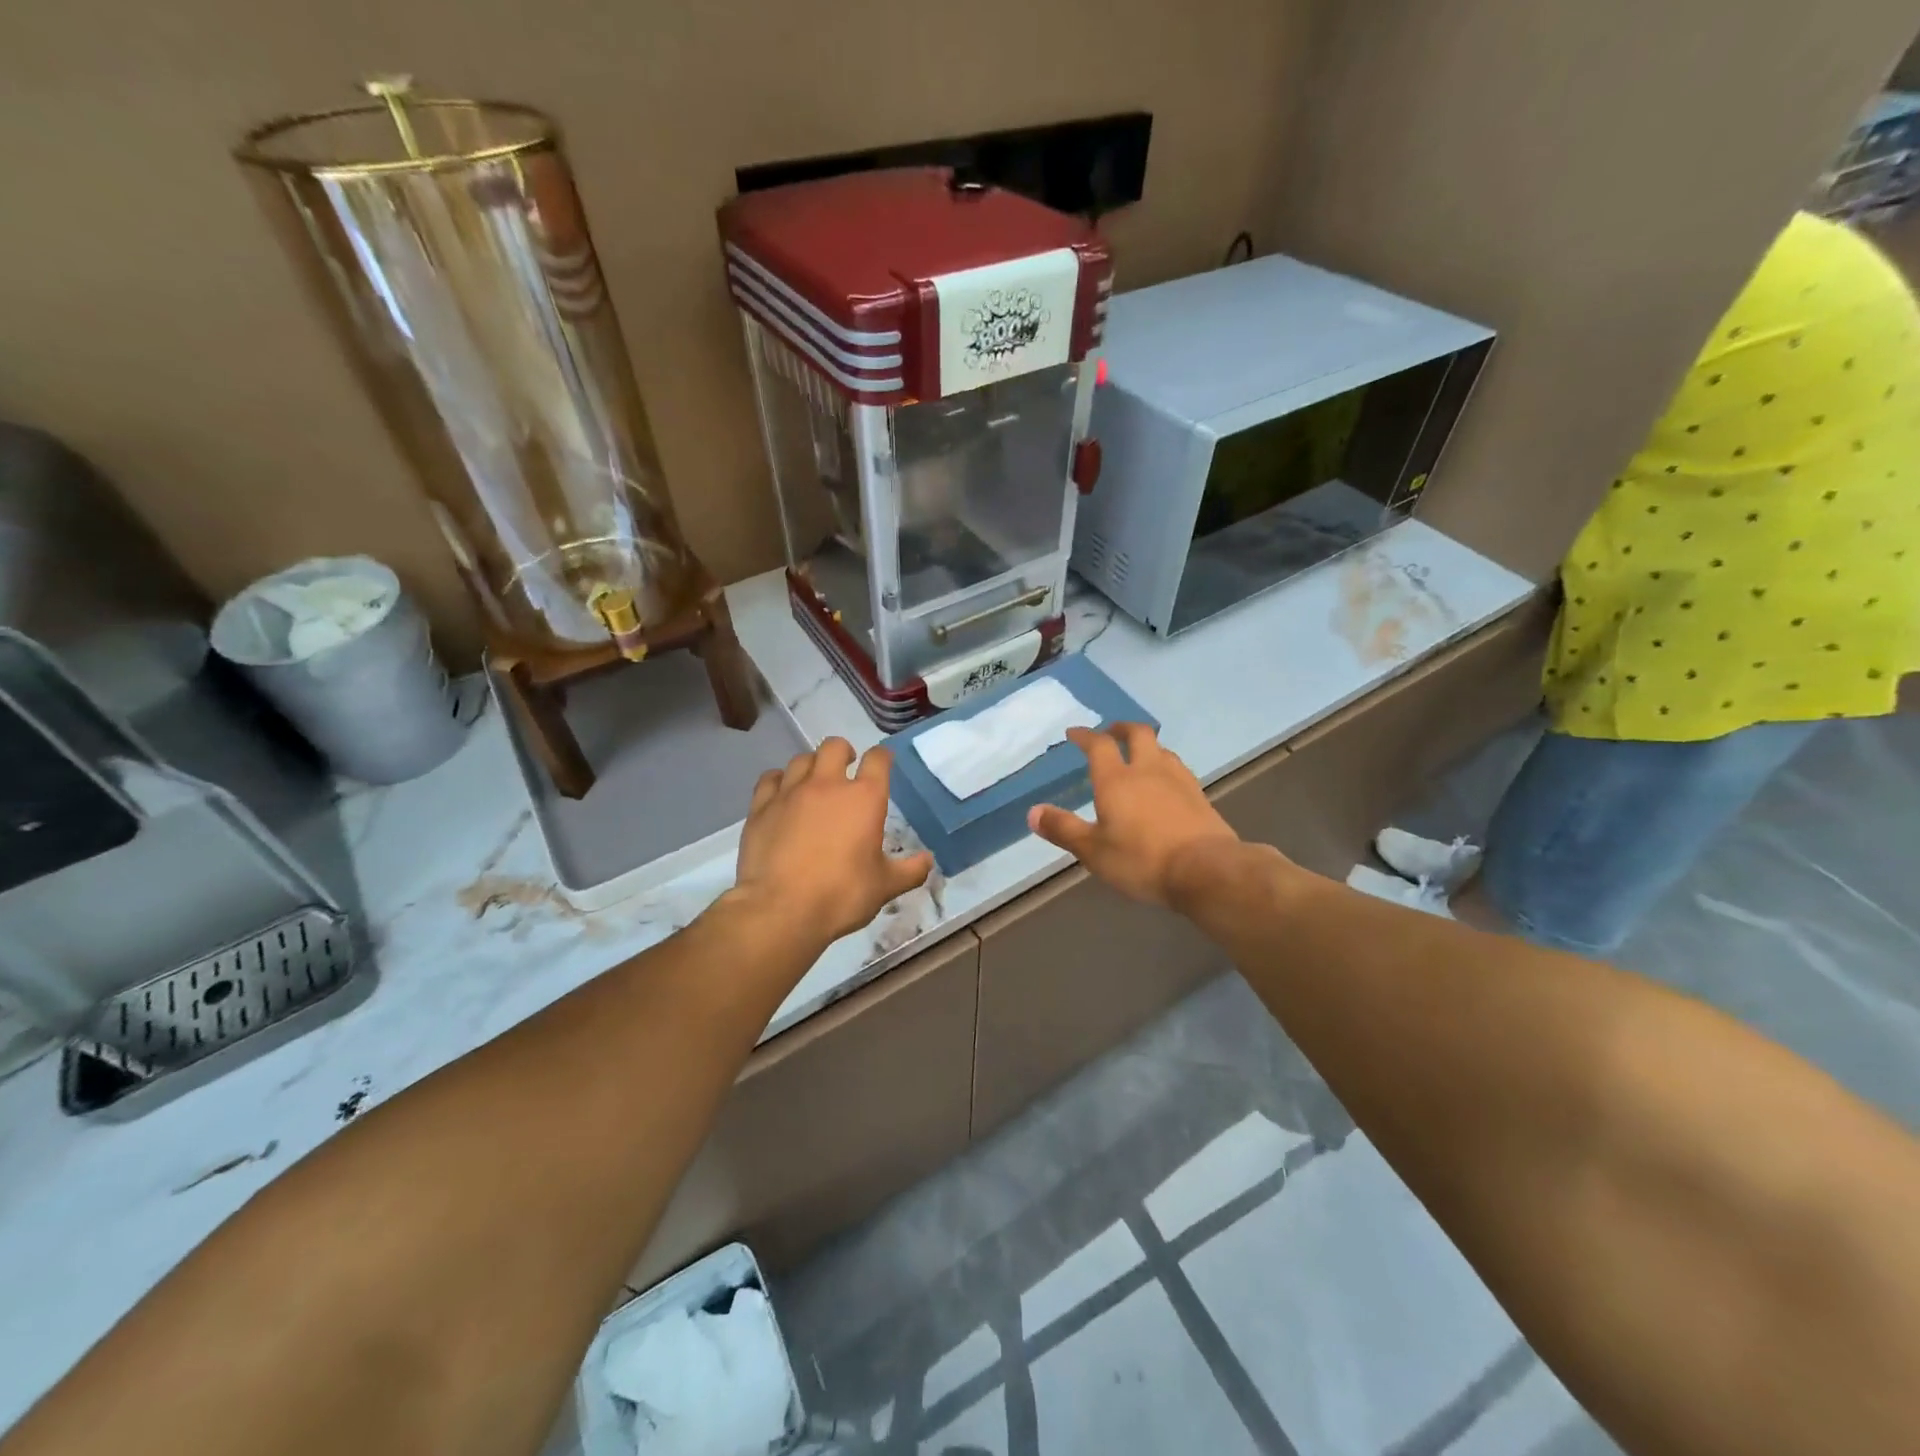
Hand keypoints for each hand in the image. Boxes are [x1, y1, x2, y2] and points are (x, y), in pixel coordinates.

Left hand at [732, 738, 933, 943]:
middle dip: (844, 752)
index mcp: (865, 798)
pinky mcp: (761, 807)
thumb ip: (910, 870)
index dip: (882, 757)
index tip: (883, 763)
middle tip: (846, 769)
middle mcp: (828, 785)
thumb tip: (928, 860)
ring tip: (814, 783)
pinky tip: (782, 795)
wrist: (782, 909)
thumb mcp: (885, 887)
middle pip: (834, 746)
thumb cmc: (842, 895)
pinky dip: (779, 781)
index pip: (878, 759)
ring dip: (811, 766)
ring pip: (801, 760)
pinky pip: (770, 779)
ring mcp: (790, 793)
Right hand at [1027, 724, 1240, 906]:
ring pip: (1162, 750)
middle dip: (1121, 729)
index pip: (1098, 745)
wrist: (1206, 870)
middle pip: (1137, 734)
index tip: (1074, 733)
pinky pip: (1178, 770)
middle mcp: (1148, 770)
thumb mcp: (1093, 851)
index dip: (1085, 735)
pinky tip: (1165, 784)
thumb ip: (1063, 829)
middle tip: (1110, 733)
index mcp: (1116, 780)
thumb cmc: (1141, 859)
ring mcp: (1178, 780)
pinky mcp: (1199, 796)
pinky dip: (1166, 768)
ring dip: (1147, 747)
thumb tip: (1032, 811)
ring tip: (1139, 757)